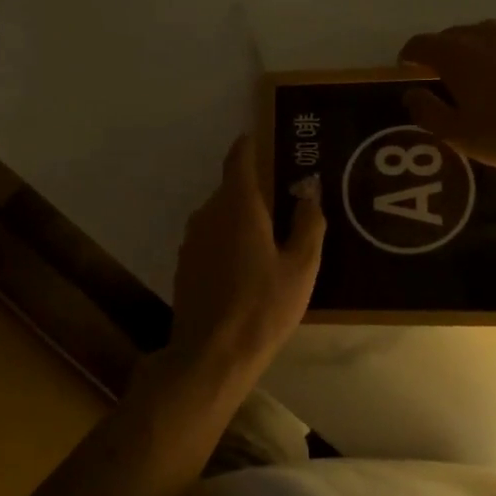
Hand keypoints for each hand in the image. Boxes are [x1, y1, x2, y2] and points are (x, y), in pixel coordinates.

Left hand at [166, 136, 325, 385]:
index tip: (265, 138)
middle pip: (232, 188)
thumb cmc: (264, 307)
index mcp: (239, 206)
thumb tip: (309, 188)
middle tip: (285, 197)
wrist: (211, 357)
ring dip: (242, 215)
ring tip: (270, 233)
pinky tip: (248, 262)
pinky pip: (211, 236)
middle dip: (256, 187)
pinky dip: (229, 237)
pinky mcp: (185, 264)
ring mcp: (192, 240)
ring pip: (220, 213)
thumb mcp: (301, 267)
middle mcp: (209, 213)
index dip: (251, 145)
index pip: (240, 159)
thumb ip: (308, 222)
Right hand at [399, 20, 495, 173]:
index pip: (421, 44)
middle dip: (445, 54)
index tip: (407, 67)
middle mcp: (486, 34)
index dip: (409, 55)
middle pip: (455, 36)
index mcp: (456, 53)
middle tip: (446, 79)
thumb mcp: (458, 134)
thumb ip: (427, 111)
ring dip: (481, 55)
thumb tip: (411, 94)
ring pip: (490, 39)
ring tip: (487, 81)